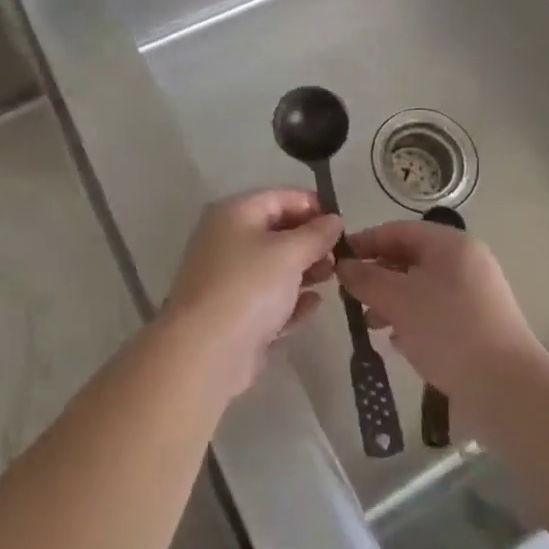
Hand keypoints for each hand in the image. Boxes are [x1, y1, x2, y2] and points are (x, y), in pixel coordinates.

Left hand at [159, 190, 341, 398]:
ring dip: (304, 269)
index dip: (312, 205)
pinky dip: (291, 299)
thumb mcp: (289, 253)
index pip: (279, 197)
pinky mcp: (234, 312)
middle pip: (276, 231)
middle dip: (310, 240)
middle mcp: (227, 239)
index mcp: (234, 213)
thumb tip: (335, 219)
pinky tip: (314, 305)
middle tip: (341, 254)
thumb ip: (316, 234)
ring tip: (333, 277)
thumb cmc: (249, 286)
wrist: (206, 351)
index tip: (342, 222)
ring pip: (273, 266)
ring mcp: (228, 278)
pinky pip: (268, 298)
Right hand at [337, 221, 545, 399]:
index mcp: (450, 244)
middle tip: (351, 296)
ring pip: (422, 287)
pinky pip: (438, 311)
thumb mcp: (397, 299)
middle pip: (410, 258)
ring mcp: (477, 294)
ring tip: (371, 324)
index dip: (365, 242)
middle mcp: (466, 261)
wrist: (507, 388)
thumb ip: (365, 278)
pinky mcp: (480, 324)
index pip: (398, 230)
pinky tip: (398, 341)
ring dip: (392, 301)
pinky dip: (414, 320)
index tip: (337, 260)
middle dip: (377, 276)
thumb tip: (343, 265)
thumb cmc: (447, 330)